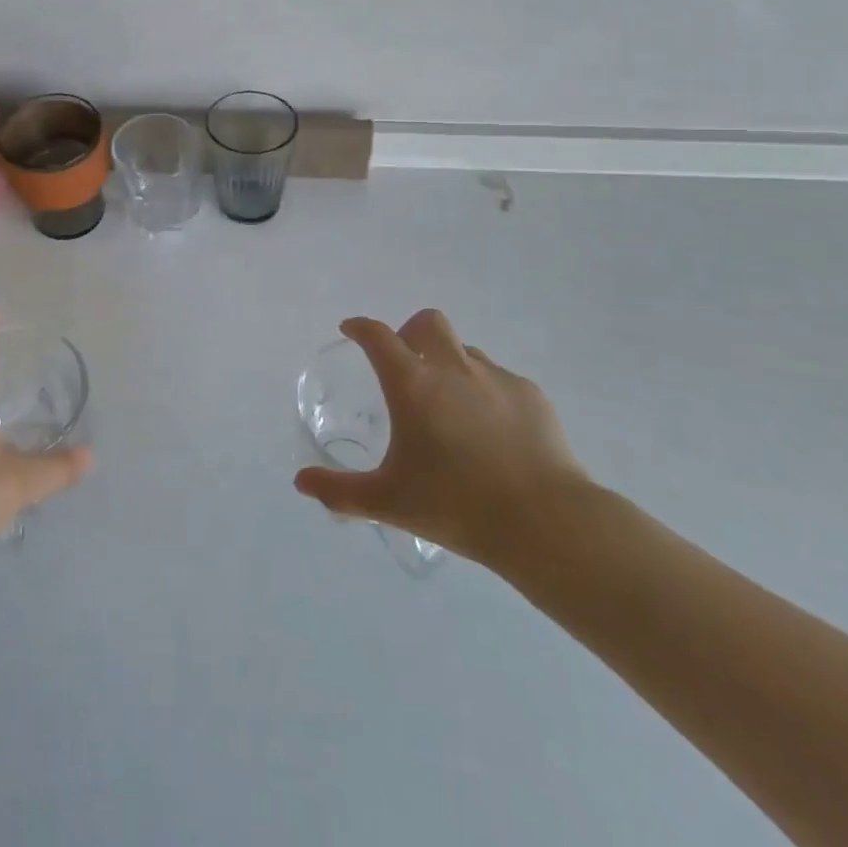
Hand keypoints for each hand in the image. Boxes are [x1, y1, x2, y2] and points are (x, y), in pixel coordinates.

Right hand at [293, 310, 591, 568]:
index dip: (360, 327)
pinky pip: (500, 380)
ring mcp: (496, 378)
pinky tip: (492, 432)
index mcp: (412, 384)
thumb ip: (340, 491)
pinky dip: (487, 393)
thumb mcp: (389, 502)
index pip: (377, 336)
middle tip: (406, 364)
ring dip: (450, 365)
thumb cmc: (457, 505)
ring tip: (451, 407)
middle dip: (410, 333)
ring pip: (465, 351)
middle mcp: (452, 368)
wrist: (546, 522)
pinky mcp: (531, 395)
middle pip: (427, 323)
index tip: (351, 330)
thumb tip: (301, 482)